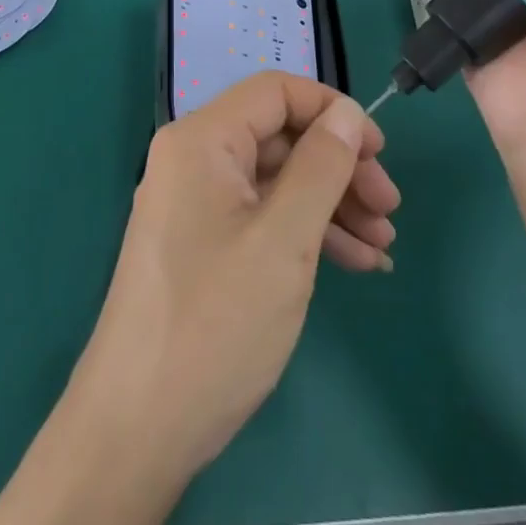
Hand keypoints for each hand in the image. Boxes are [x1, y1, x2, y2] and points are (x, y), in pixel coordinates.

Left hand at [68, 72, 398, 480]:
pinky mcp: (202, 245)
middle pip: (280, 138)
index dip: (332, 112)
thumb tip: (347, 113)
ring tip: (383, 245)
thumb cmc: (215, 324)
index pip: (276, 92)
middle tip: (389, 210)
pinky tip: (355, 263)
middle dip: (340, 168)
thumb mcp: (284, 240)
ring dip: (332, 204)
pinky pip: (262, 217)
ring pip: (277, 181)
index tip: (379, 152)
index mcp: (202, 140)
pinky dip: (307, 233)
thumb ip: (321, 166)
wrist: (136, 432)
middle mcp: (194, 160)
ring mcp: (196, 205)